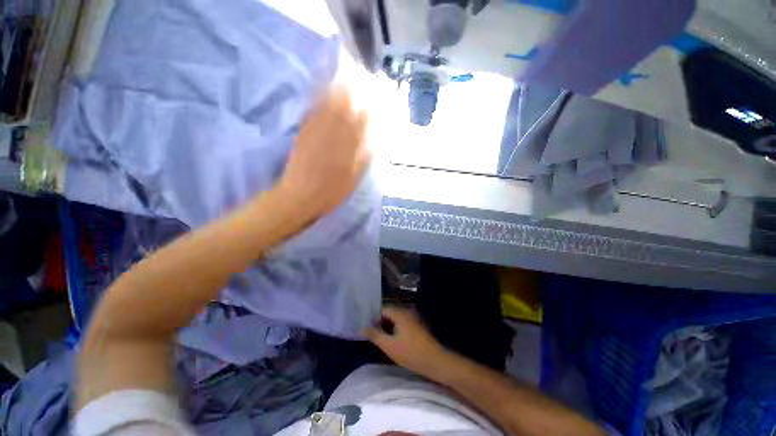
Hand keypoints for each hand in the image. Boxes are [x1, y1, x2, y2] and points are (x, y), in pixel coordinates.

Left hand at [277, 86, 369, 221]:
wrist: (299, 197)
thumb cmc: (330, 194)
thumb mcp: (352, 181)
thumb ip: (362, 161)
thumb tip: (373, 143)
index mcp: (347, 151)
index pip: (360, 126)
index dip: (366, 111)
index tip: (372, 99)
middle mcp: (333, 139)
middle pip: (343, 112)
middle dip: (350, 95)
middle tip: (355, 78)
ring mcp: (315, 135)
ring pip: (327, 110)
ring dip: (333, 93)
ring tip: (339, 78)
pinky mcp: (302, 136)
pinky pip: (310, 116)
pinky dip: (315, 103)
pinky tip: (318, 93)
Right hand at [365, 306, 451, 378]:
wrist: (435, 361)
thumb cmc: (410, 353)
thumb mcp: (389, 346)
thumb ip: (375, 335)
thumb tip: (362, 327)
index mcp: (400, 314)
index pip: (383, 309)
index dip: (374, 317)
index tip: (367, 328)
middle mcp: (406, 312)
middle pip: (389, 313)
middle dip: (380, 323)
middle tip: (372, 335)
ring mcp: (412, 319)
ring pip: (395, 319)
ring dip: (387, 327)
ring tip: (380, 339)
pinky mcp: (416, 327)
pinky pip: (401, 324)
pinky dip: (395, 330)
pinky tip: (392, 341)